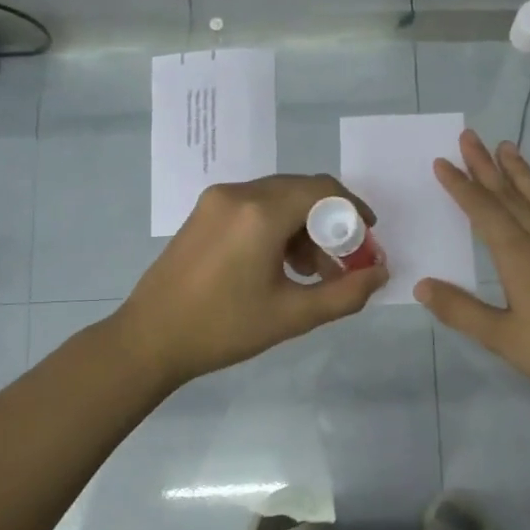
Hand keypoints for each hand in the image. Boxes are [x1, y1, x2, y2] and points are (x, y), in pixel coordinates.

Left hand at [111, 174, 387, 389]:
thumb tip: (381, 273)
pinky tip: (280, 264)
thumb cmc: (224, 329)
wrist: (149, 339)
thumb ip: (345, 293)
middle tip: (342, 262)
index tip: (368, 238)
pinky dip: (277, 226)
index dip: (354, 210)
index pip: (323, 190)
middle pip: (301, 191)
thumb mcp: (293, 316)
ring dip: (303, 226)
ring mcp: (216, 200)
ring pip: (277, 198)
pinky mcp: (203, 213)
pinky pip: (254, 206)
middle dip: (330, 223)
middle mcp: (238, 194)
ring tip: (311, 271)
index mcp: (260, 213)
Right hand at [415, 129, 529, 403]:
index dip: (461, 186)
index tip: (443, 162)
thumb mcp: (499, 336)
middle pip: (511, 198)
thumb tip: (422, 286)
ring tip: (510, 148)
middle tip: (471, 137)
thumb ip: (460, 309)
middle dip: (487, 168)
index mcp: (517, 256)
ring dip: (526, 177)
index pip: (483, 212)